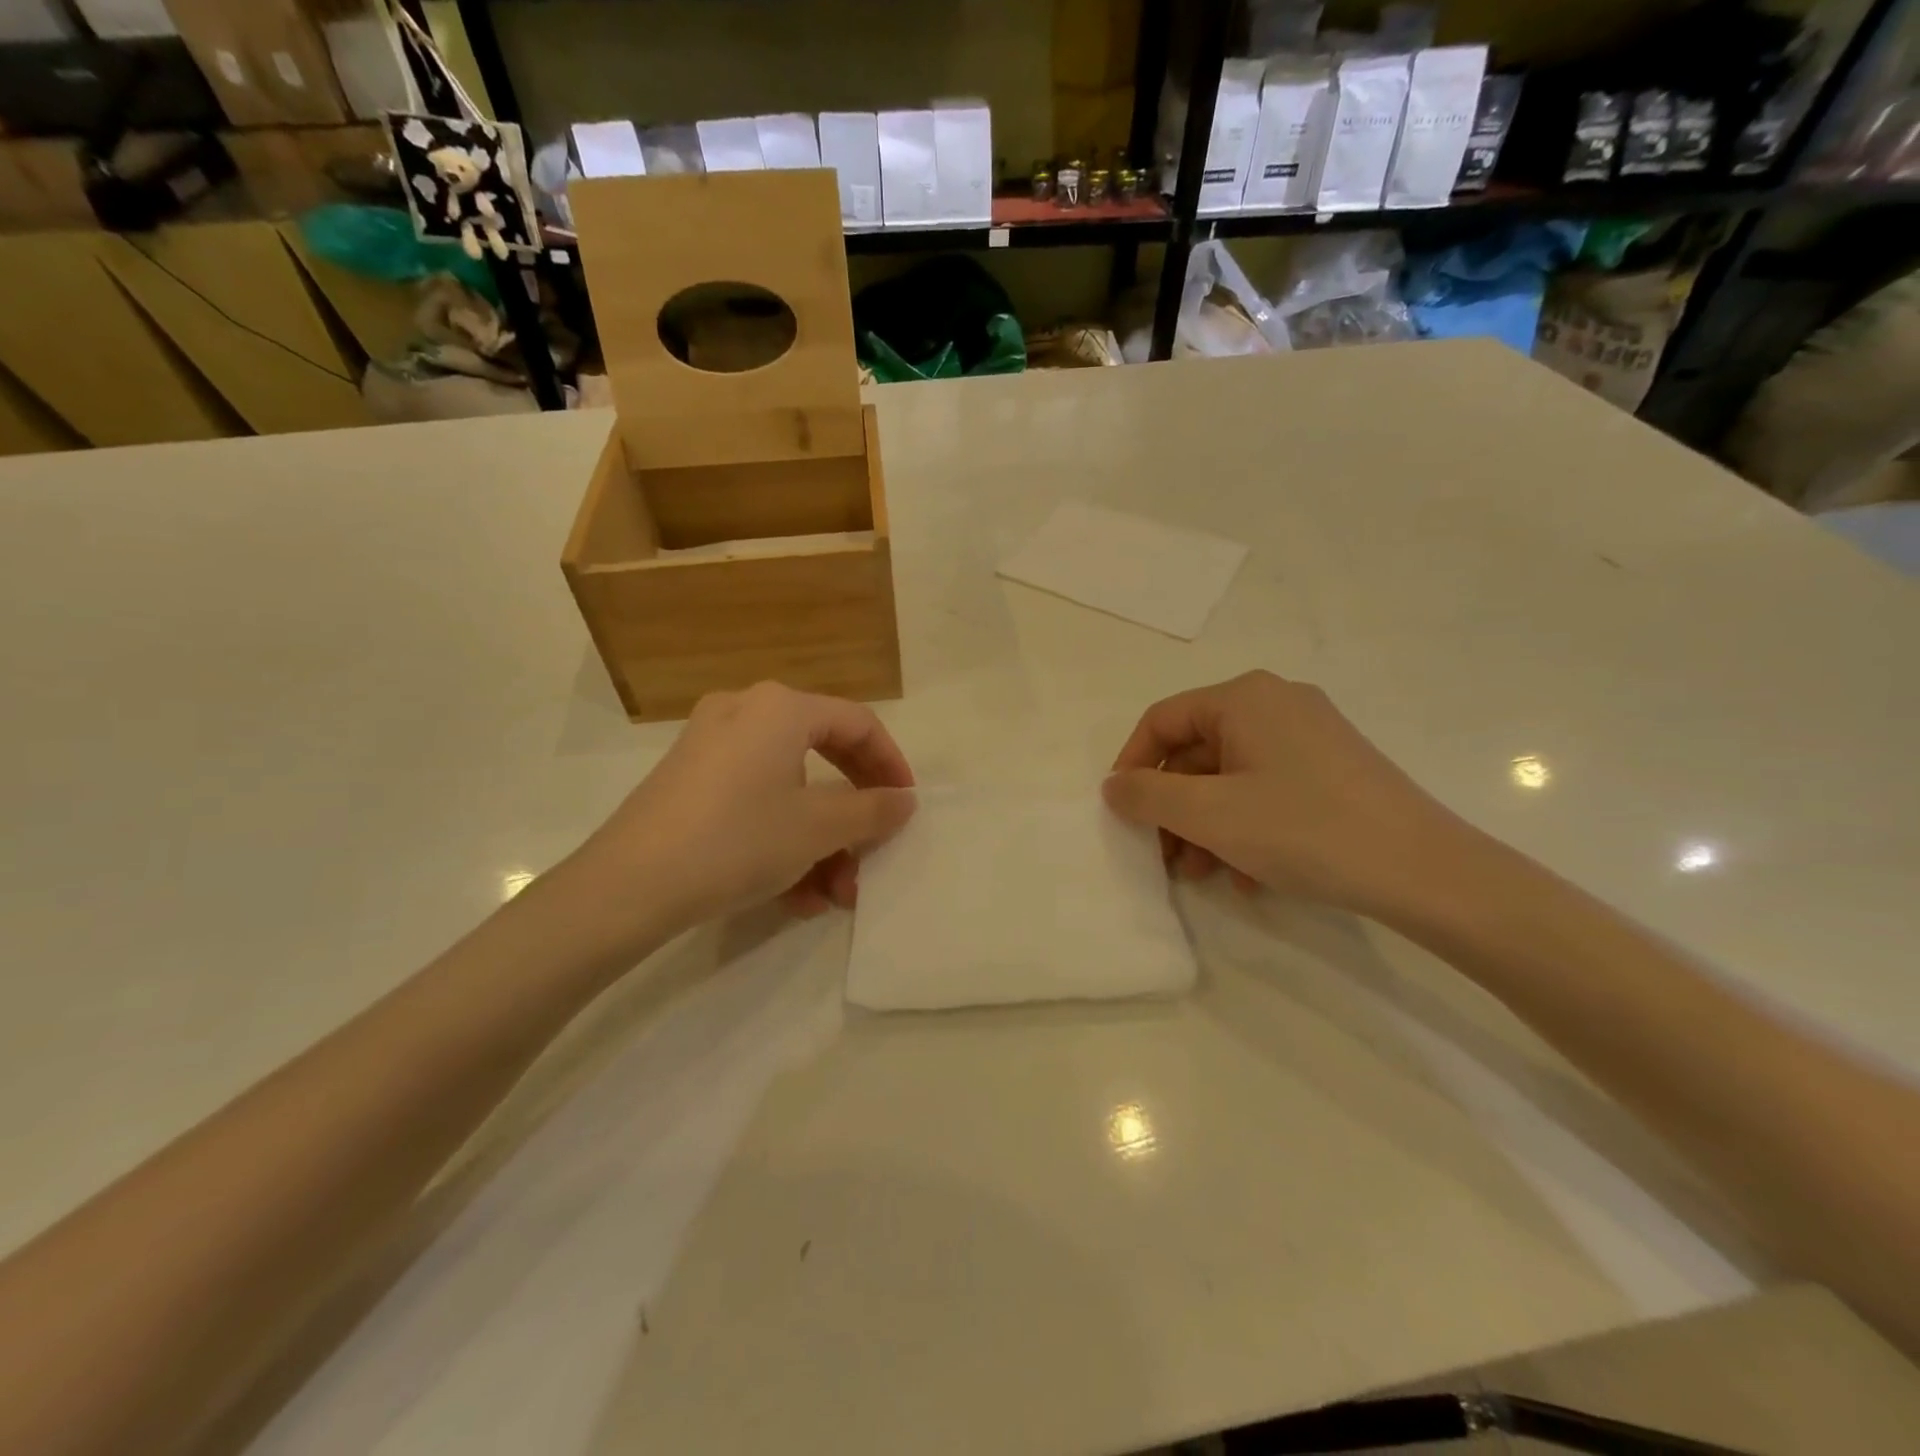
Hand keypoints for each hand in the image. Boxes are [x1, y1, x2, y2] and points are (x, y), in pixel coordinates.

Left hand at [544, 683, 916, 956]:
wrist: (627, 886)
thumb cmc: (737, 840)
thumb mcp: (818, 828)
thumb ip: (872, 810)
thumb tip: (904, 800)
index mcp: (780, 707)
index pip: (858, 724)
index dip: (892, 765)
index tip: (906, 806)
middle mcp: (744, 712)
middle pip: (823, 756)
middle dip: (853, 815)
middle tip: (871, 852)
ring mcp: (710, 746)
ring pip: (788, 787)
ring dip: (819, 841)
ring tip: (831, 895)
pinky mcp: (688, 781)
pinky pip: (753, 801)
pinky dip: (780, 839)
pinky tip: (792, 895)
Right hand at [1103, 671, 1474, 921]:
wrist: (1424, 872)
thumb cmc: (1303, 829)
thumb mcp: (1209, 814)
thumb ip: (1146, 796)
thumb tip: (1113, 785)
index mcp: (1244, 698)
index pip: (1162, 720)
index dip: (1132, 766)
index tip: (1122, 814)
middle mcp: (1276, 704)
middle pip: (1196, 752)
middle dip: (1172, 807)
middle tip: (1162, 856)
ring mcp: (1310, 737)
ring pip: (1230, 777)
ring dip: (1204, 826)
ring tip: (1201, 874)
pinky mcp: (1333, 770)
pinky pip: (1267, 790)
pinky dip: (1245, 828)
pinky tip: (1248, 876)